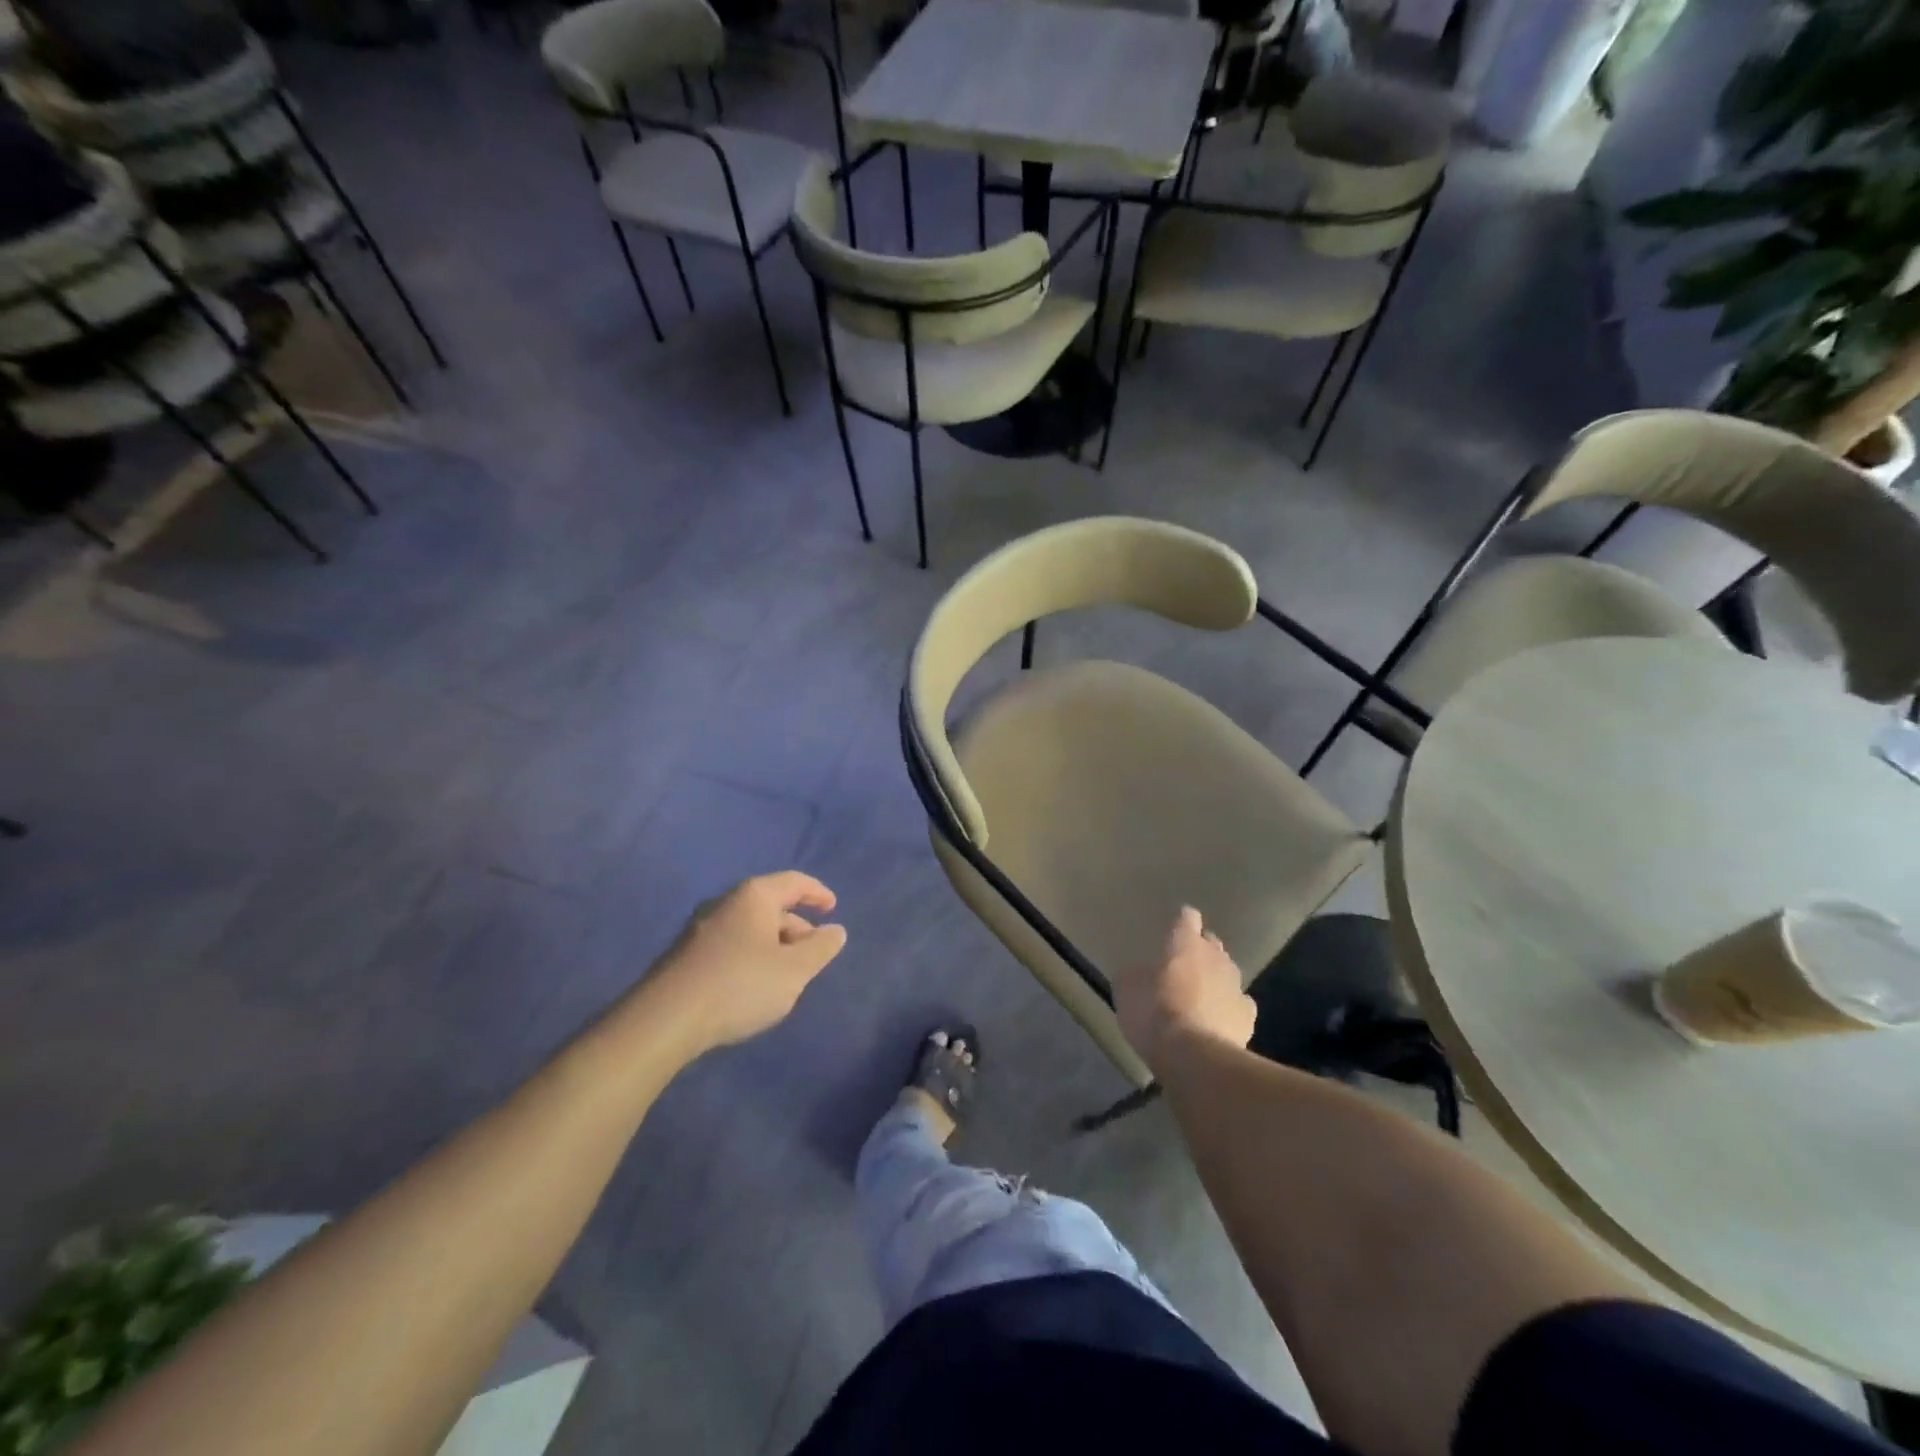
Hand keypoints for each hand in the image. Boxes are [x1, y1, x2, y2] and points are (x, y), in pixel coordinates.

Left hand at [639, 872, 848, 1052]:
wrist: (665, 1019)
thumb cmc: (739, 985)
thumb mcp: (794, 970)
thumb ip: (820, 948)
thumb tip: (835, 930)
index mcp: (754, 896)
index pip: (794, 882)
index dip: (817, 893)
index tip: (833, 908)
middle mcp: (726, 903)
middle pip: (771, 905)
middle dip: (796, 926)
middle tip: (813, 953)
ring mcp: (701, 928)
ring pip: (749, 927)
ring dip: (774, 944)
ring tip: (786, 974)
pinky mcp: (685, 954)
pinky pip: (730, 944)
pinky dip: (751, 956)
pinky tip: (753, 985)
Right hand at [1114, 907, 1255, 1072]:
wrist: (1195, 1057)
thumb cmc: (1155, 1013)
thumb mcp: (1127, 990)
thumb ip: (1136, 973)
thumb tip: (1141, 972)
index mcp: (1184, 942)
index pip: (1187, 917)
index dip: (1181, 922)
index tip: (1173, 930)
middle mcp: (1215, 956)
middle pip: (1211, 943)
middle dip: (1199, 950)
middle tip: (1181, 967)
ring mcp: (1236, 985)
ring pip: (1227, 972)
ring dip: (1214, 979)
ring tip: (1199, 996)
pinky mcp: (1249, 1016)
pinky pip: (1238, 1003)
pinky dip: (1228, 1008)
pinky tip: (1217, 1021)